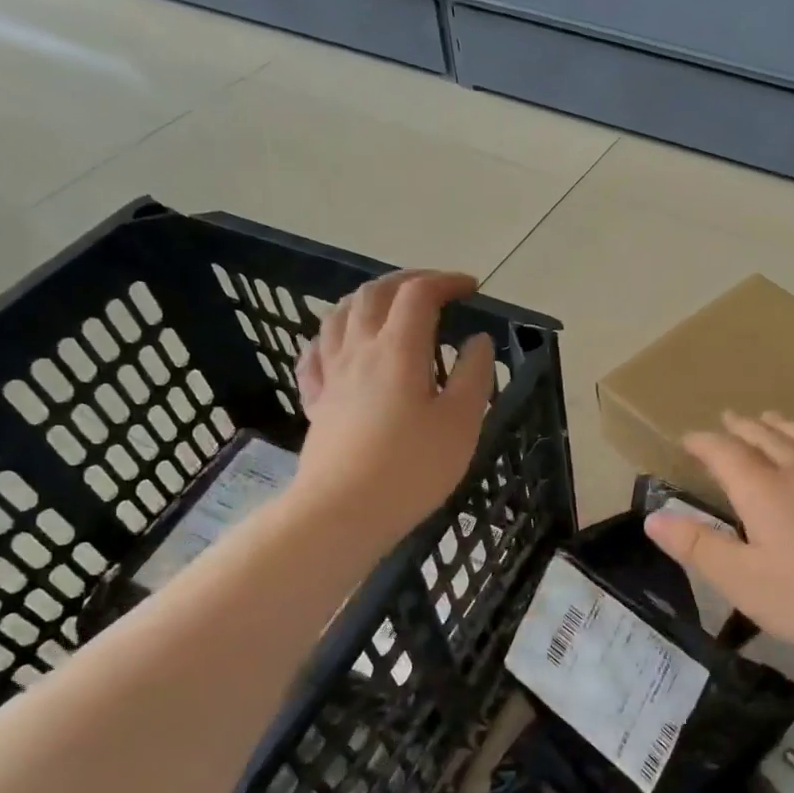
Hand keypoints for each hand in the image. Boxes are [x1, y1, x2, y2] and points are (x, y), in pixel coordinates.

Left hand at [290, 269, 493, 541]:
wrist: (343, 511)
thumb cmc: (412, 467)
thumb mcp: (461, 422)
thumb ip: (473, 375)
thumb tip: (477, 341)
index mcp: (398, 350)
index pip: (418, 294)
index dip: (446, 282)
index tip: (472, 289)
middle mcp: (359, 350)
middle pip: (374, 294)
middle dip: (407, 281)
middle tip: (436, 289)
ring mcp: (332, 375)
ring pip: (340, 316)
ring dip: (367, 298)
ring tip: (389, 305)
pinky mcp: (318, 402)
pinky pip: (316, 354)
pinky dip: (333, 335)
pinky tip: (341, 344)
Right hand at [644, 412, 793, 668]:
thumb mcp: (747, 583)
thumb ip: (700, 548)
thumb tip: (653, 517)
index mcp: (764, 491)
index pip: (725, 453)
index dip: (703, 442)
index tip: (686, 437)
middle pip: (767, 438)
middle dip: (741, 427)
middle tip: (728, 417)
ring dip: (780, 426)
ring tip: (770, 418)